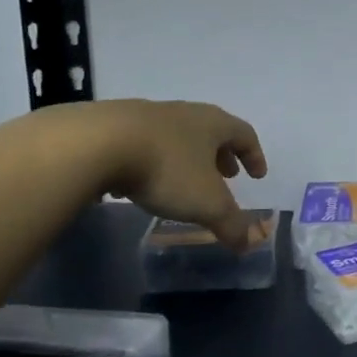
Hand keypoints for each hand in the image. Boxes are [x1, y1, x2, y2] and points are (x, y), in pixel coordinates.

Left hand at [95, 99, 268, 249]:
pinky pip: (146, 144)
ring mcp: (149, 116)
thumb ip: (231, 224)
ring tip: (184, 183)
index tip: (257, 176)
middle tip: (226, 176)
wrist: (98, 143)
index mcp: (213, 124)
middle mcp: (185, 113)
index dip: (255, 156)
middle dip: (222, 155)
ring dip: (188, 158)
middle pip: (211, 131)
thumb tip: (248, 243)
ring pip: (178, 136)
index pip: (245, 134)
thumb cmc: (167, 168)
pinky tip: (143, 183)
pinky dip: (155, 162)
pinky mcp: (116, 126)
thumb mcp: (206, 204)